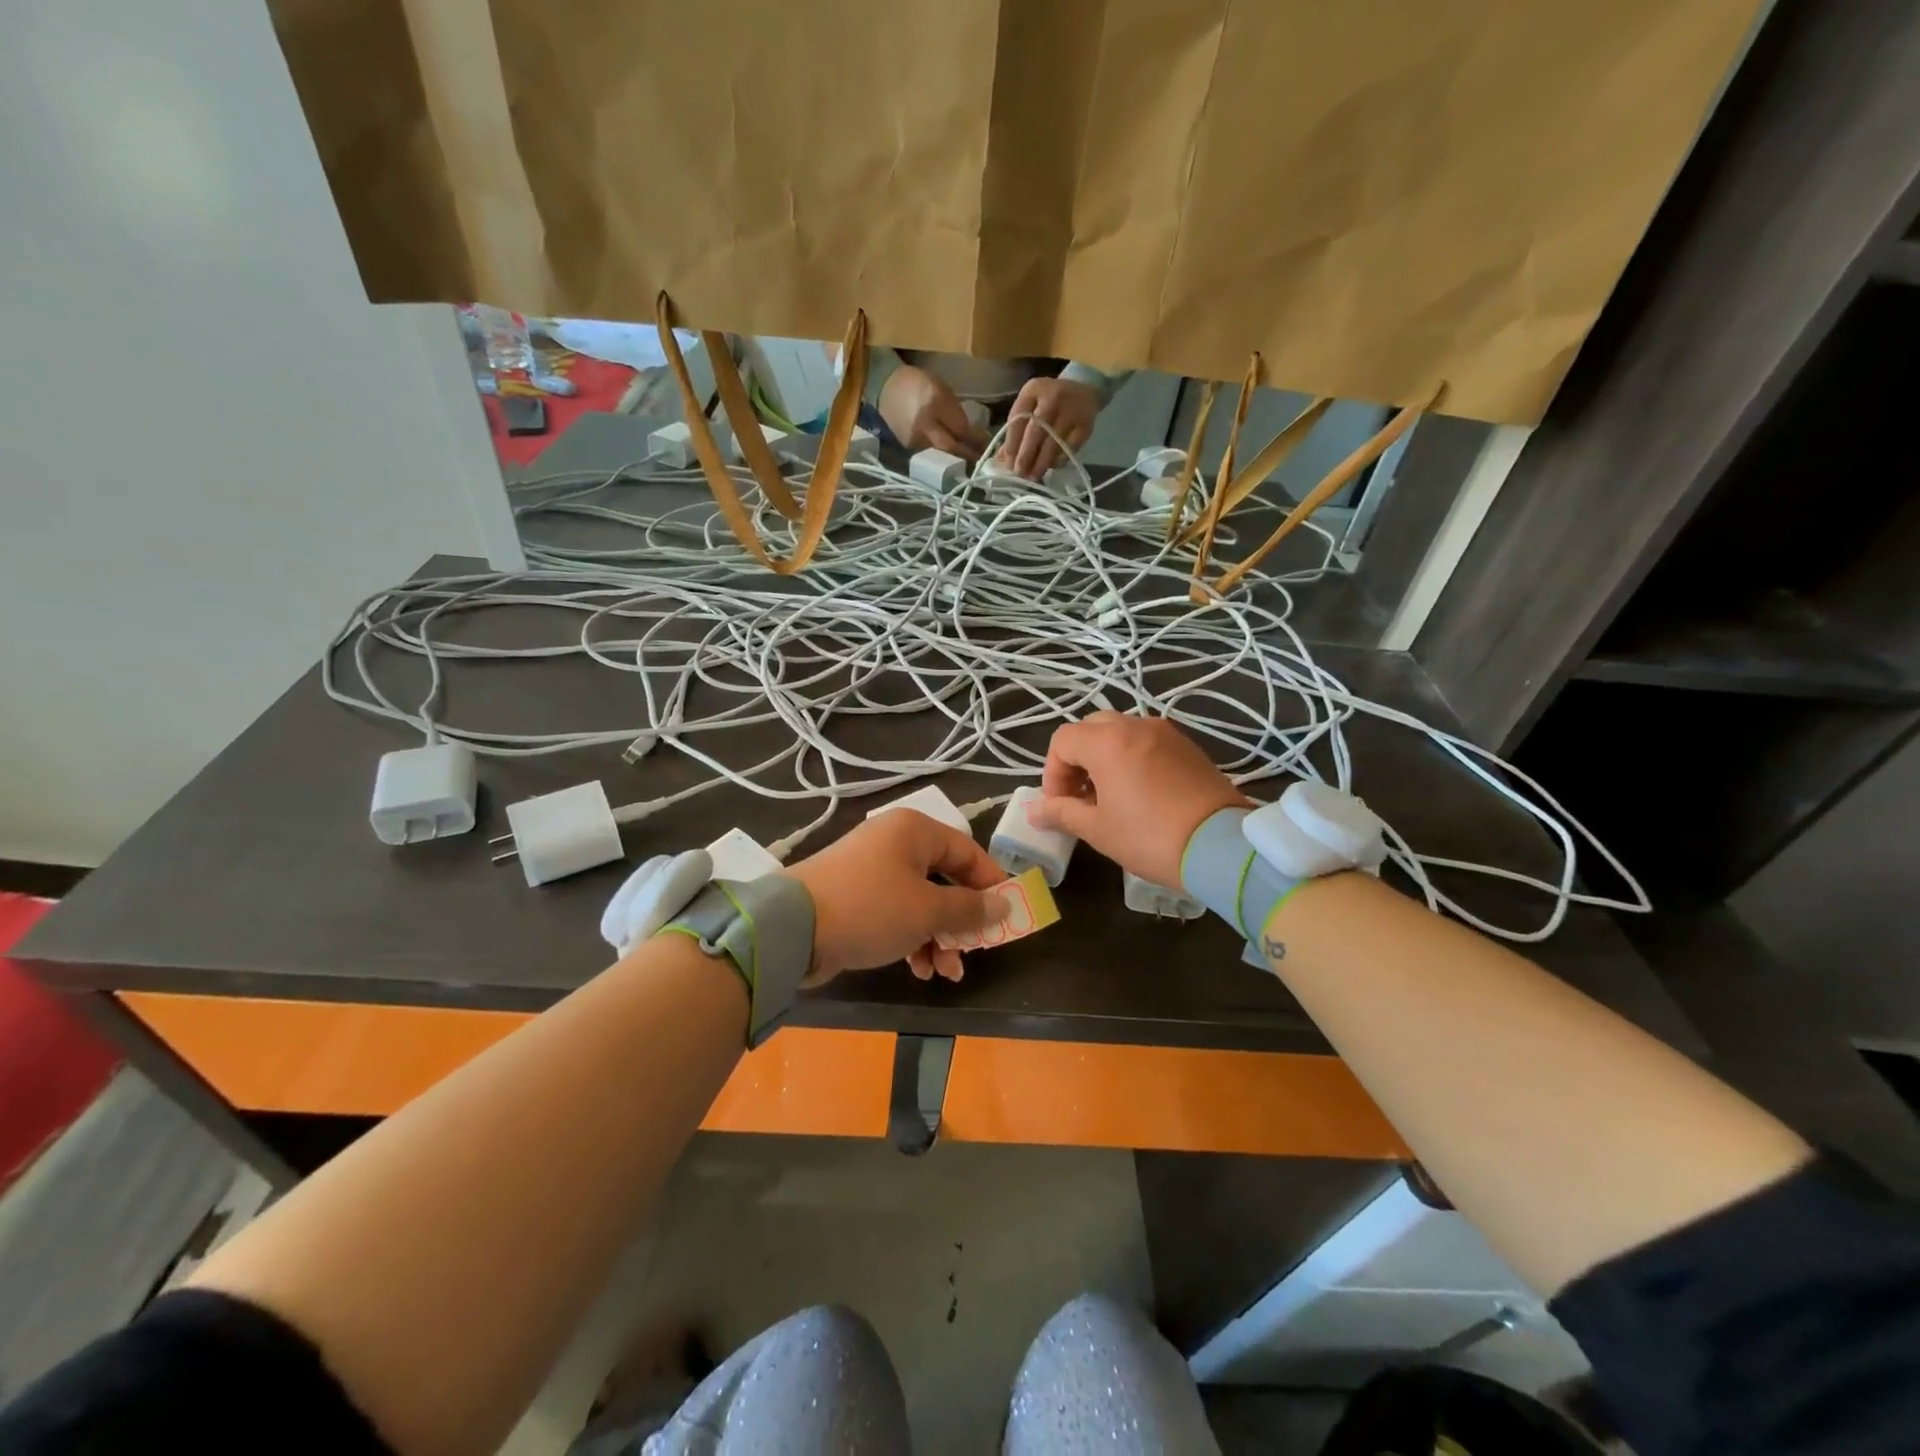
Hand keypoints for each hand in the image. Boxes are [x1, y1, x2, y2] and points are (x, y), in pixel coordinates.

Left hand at [784, 810, 1008, 985]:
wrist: (792, 928)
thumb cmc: (871, 908)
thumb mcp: (928, 910)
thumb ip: (970, 909)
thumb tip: (1003, 905)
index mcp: (914, 831)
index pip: (968, 851)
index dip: (991, 883)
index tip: (1008, 915)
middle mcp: (894, 843)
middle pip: (944, 880)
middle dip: (961, 922)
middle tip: (974, 950)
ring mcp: (871, 870)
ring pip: (921, 902)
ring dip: (938, 937)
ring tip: (945, 972)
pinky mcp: (855, 897)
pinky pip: (896, 914)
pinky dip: (911, 938)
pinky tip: (919, 969)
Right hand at [878, 365, 986, 460]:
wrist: (885, 388)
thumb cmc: (919, 384)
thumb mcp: (942, 390)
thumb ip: (958, 413)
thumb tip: (976, 436)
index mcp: (935, 402)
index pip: (962, 428)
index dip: (977, 440)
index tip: (989, 446)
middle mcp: (924, 424)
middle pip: (952, 448)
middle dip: (968, 455)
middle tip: (981, 461)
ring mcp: (914, 439)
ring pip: (941, 456)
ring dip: (956, 460)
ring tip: (968, 462)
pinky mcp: (908, 448)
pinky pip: (930, 456)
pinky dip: (942, 459)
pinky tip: (949, 460)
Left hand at [1000, 376, 1100, 478]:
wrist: (1084, 390)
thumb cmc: (1048, 403)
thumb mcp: (1030, 407)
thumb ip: (1016, 430)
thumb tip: (1001, 460)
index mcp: (1034, 389)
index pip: (1018, 418)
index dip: (1012, 443)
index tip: (1007, 463)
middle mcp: (1053, 396)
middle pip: (1036, 430)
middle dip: (1026, 454)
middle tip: (1020, 473)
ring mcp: (1072, 410)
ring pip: (1054, 441)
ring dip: (1042, 462)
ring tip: (1033, 476)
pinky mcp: (1086, 425)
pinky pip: (1070, 447)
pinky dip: (1059, 459)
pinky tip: (1051, 466)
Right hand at [1028, 714, 1249, 889]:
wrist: (1221, 847)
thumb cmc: (1149, 837)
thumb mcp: (1098, 830)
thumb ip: (1062, 813)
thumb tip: (1034, 812)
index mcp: (1107, 742)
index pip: (1062, 741)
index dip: (1053, 773)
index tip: (1060, 805)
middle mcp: (1135, 726)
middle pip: (1091, 729)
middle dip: (1077, 760)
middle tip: (1081, 796)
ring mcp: (1166, 733)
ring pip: (1121, 732)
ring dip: (1105, 757)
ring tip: (1111, 796)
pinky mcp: (1188, 746)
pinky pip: (1147, 742)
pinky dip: (1133, 758)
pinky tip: (1140, 793)